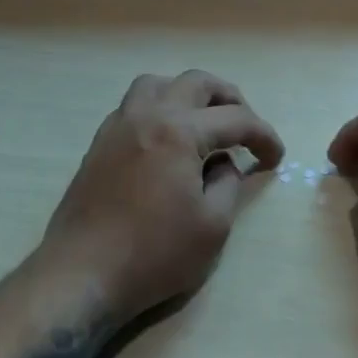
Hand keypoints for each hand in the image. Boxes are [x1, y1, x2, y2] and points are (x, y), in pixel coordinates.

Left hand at [40, 70, 283, 321]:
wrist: (81, 275)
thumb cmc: (154, 254)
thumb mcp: (212, 226)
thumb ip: (228, 184)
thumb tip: (224, 163)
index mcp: (178, 131)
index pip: (235, 119)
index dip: (264, 136)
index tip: (276, 158)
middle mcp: (146, 116)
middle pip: (195, 83)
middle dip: (229, 99)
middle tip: (245, 128)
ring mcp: (117, 127)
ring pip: (157, 85)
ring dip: (187, 95)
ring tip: (204, 123)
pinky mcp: (99, 145)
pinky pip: (134, 106)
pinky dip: (159, 109)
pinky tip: (167, 141)